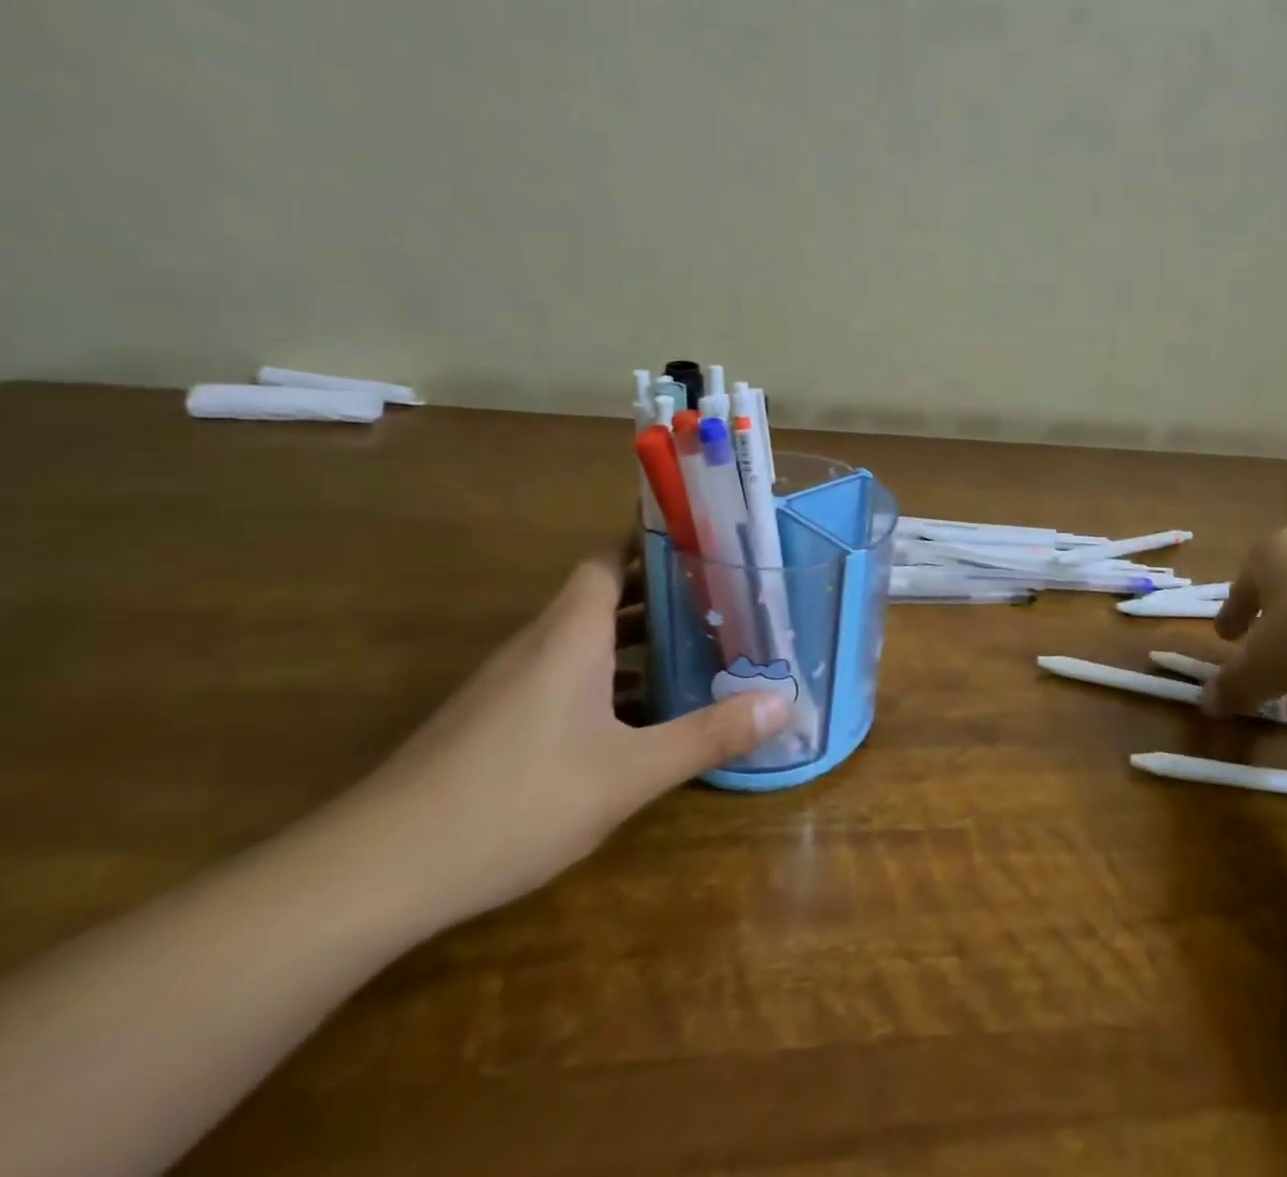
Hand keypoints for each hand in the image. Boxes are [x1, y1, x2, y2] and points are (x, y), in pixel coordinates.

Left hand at [344, 558, 792, 923]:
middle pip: (606, 595)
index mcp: (572, 632)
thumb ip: (709, 734)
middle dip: (663, 593)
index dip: (654, 541)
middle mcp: (540, 643)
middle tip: (724, 599)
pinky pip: (565, 676)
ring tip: (698, 650)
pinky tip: (639, 717)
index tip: (705, 539)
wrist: (373, 874)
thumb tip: (786, 702)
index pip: (611, 557)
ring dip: (638, 639)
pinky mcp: (496, 720)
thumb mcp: (629, 772)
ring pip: (586, 639)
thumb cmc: (515, 801)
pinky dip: (608, 678)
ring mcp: (512, 683)